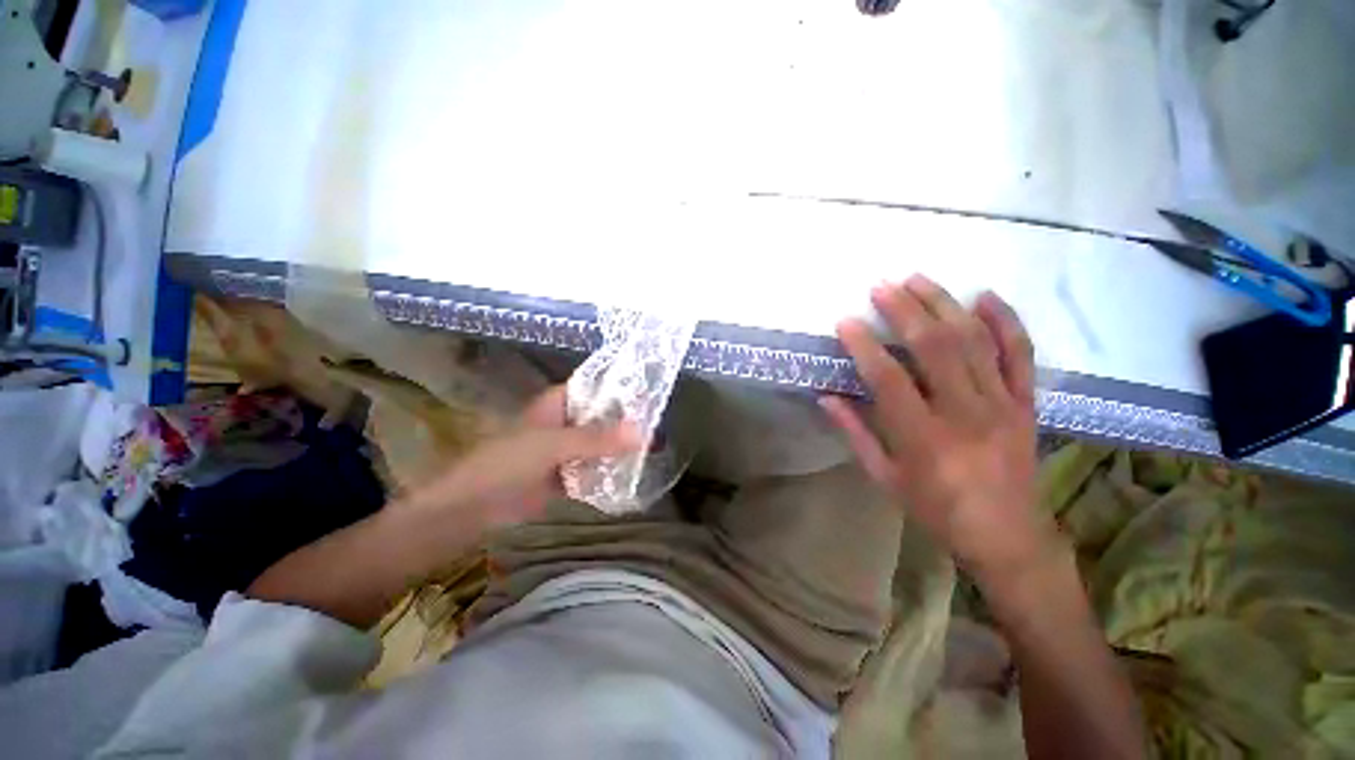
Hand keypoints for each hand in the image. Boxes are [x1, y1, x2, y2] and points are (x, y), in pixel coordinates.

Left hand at [401, 386, 641, 528]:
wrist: (471, 509)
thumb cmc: (506, 464)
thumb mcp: (553, 445)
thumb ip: (597, 439)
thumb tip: (643, 432)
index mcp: (558, 404)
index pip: (595, 387)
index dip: (620, 387)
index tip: (650, 390)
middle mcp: (564, 422)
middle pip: (601, 415)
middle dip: (626, 419)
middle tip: (659, 422)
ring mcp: (565, 449)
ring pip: (599, 442)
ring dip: (620, 445)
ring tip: (655, 445)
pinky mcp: (565, 474)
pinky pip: (593, 467)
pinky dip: (609, 469)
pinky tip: (633, 472)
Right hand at [820, 275, 1054, 583]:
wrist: (1008, 535)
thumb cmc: (935, 508)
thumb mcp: (884, 477)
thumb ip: (855, 433)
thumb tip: (826, 396)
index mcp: (924, 437)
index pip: (889, 378)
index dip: (865, 345)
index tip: (846, 321)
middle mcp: (965, 413)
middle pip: (935, 347)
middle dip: (905, 310)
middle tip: (882, 286)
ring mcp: (1002, 404)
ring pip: (974, 341)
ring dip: (945, 305)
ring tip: (920, 279)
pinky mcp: (1025, 403)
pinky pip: (1021, 355)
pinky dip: (1006, 321)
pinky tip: (985, 297)